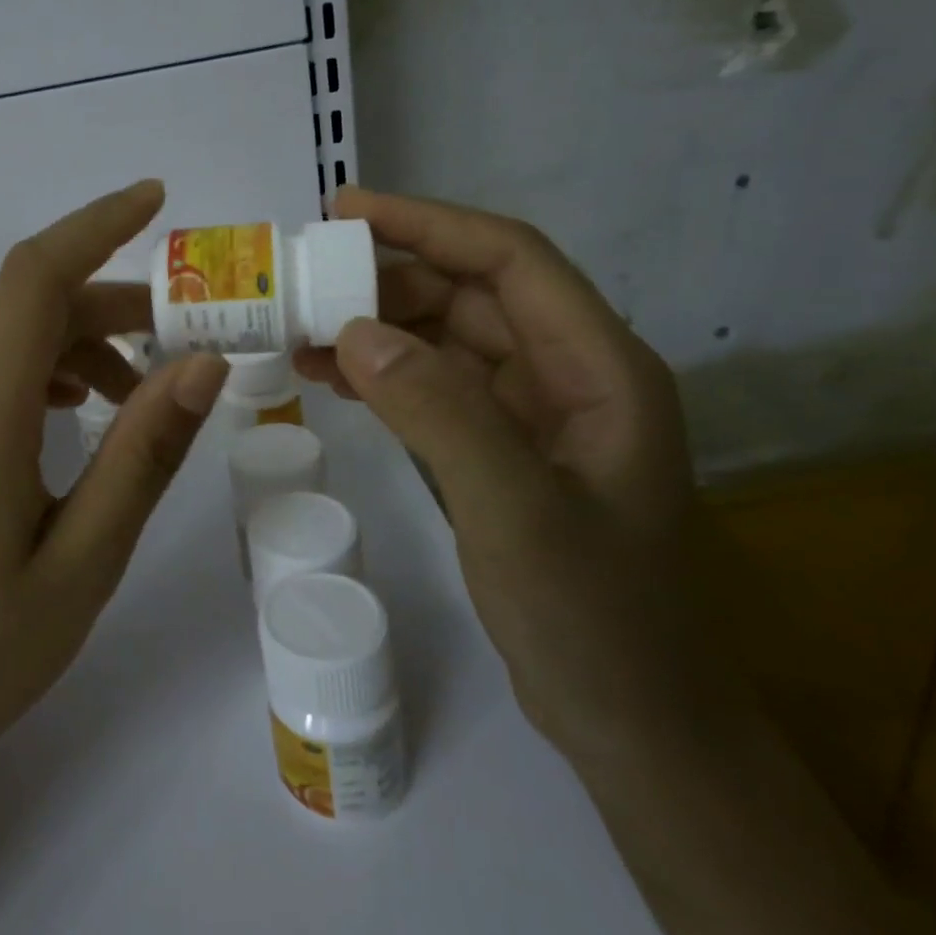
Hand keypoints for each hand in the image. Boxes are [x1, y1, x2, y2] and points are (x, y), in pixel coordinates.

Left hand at [0, 180, 228, 785]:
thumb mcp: (87, 556)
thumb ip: (144, 451)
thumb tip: (203, 363)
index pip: (36, 274)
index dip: (97, 224)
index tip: (155, 200)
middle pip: (26, 308)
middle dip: (108, 306)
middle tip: (178, 340)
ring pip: (0, 341)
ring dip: (71, 344)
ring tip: (129, 392)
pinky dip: (28, 373)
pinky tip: (59, 417)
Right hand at [295, 186, 720, 763]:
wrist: (634, 724)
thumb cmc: (596, 619)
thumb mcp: (517, 514)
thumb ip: (441, 413)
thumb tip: (353, 330)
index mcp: (599, 368)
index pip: (509, 259)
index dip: (428, 223)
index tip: (345, 210)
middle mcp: (570, 374)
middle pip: (472, 292)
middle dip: (388, 277)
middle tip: (304, 278)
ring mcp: (535, 413)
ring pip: (447, 338)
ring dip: (378, 325)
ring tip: (301, 328)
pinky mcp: (503, 448)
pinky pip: (436, 386)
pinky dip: (384, 373)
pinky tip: (332, 375)